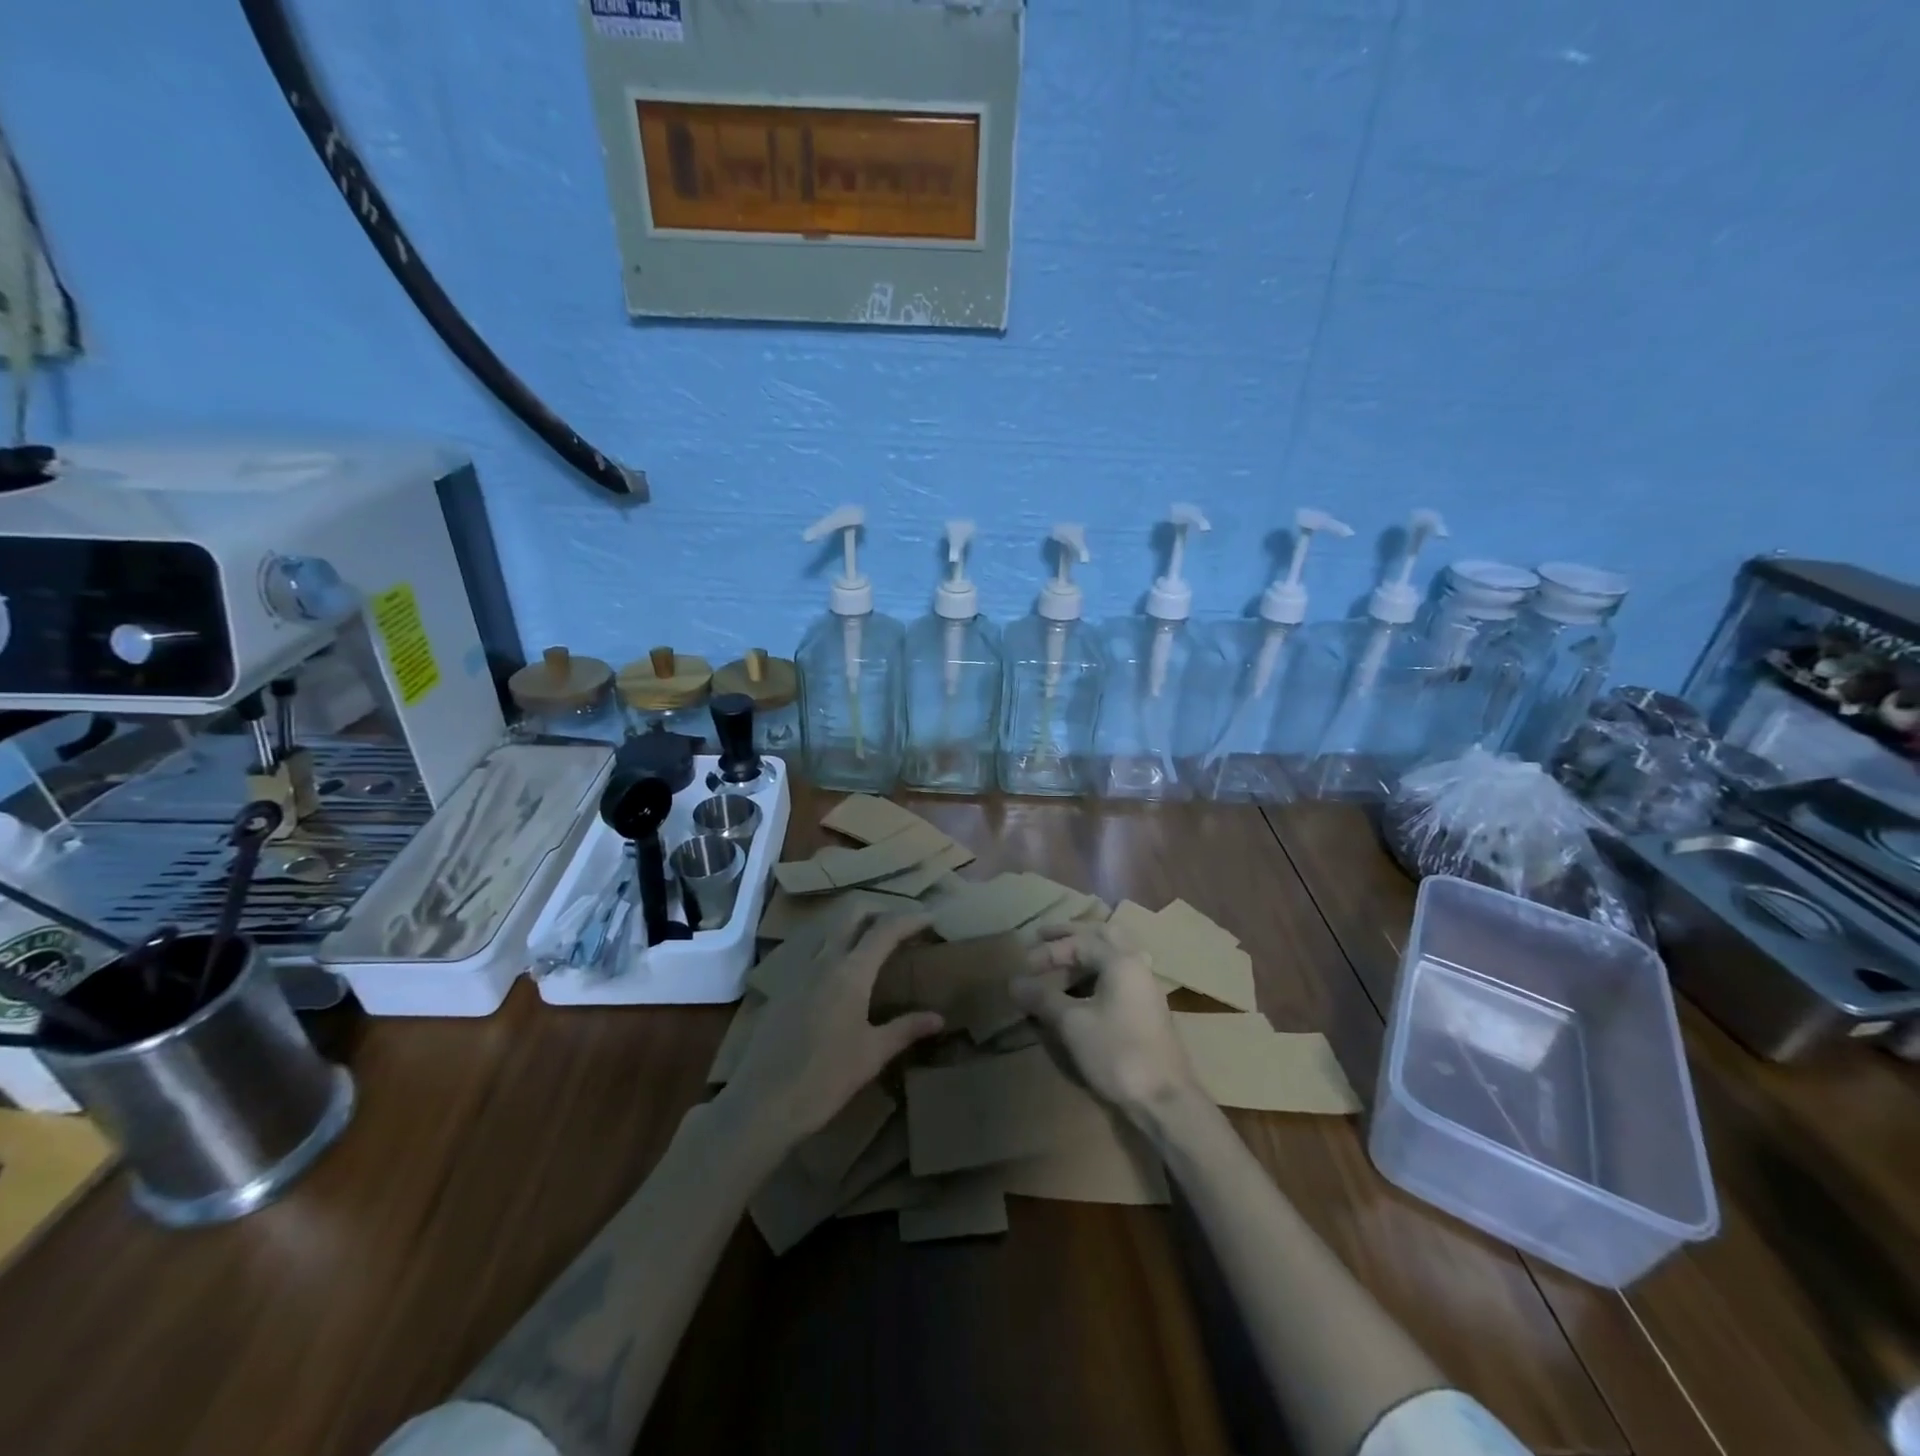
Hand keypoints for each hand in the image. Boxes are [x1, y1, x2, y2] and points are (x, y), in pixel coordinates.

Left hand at [720, 909, 942, 1150]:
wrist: (762, 1103)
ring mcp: (798, 972)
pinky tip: (841, 975)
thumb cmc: (825, 1079)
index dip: (910, 919)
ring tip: (874, 945)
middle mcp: (823, 961)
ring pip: (829, 931)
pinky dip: (834, 948)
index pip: (885, 930)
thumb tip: (937, 1018)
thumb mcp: (872, 1054)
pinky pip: (813, 953)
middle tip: (901, 925)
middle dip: (879, 910)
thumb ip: (905, 1029)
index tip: (931, 918)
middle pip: (852, 915)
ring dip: (854, 927)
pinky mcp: (783, 988)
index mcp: (850, 972)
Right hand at [1011, 924, 1198, 1117]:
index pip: (1080, 941)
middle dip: (1071, 935)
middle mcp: (1137, 966)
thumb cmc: (1117, 1054)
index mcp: (1121, 961)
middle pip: (1103, 935)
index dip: (1049, 951)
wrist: (1165, 1100)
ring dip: (1086, 952)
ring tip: (1061, 961)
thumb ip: (1043, 998)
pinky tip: (1084, 987)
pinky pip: (1120, 974)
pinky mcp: (1148, 1009)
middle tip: (1043, 935)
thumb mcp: (1072, 1024)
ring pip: (1114, 954)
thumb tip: (1014, 982)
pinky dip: (1097, 971)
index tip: (1024, 966)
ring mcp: (1145, 987)